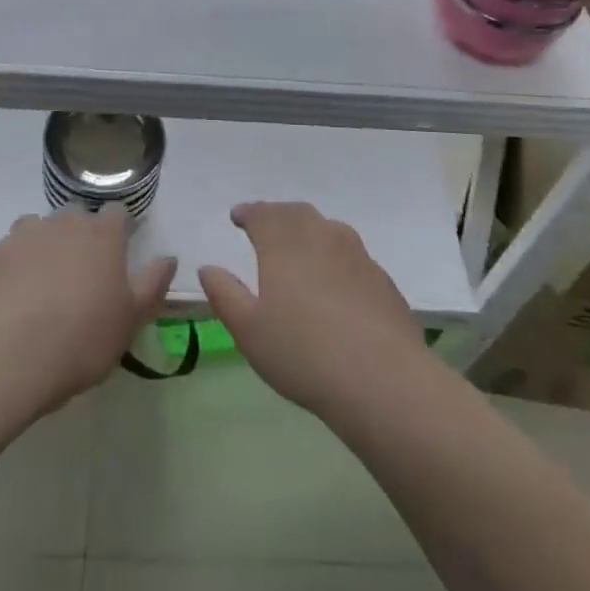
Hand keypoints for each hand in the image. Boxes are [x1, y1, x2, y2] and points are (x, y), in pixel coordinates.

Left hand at [0, 207, 176, 411]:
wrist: (0, 359)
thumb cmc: (79, 340)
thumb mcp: (130, 321)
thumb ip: (153, 284)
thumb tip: (168, 257)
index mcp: (101, 234)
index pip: (116, 213)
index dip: (118, 230)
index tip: (117, 254)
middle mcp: (61, 223)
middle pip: (74, 216)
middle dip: (78, 236)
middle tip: (78, 276)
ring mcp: (18, 236)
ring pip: (34, 230)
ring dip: (40, 249)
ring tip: (37, 288)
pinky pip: (1, 256)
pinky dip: (6, 271)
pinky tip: (3, 303)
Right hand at [198, 202, 423, 419]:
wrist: (381, 378)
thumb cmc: (302, 352)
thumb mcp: (248, 330)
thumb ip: (225, 294)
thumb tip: (208, 268)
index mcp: (283, 242)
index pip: (262, 214)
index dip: (247, 213)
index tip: (237, 217)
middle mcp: (320, 235)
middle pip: (296, 213)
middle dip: (277, 216)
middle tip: (265, 226)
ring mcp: (356, 253)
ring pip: (327, 228)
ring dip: (308, 230)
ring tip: (299, 247)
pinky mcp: (381, 277)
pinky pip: (351, 253)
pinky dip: (334, 255)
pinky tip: (334, 280)